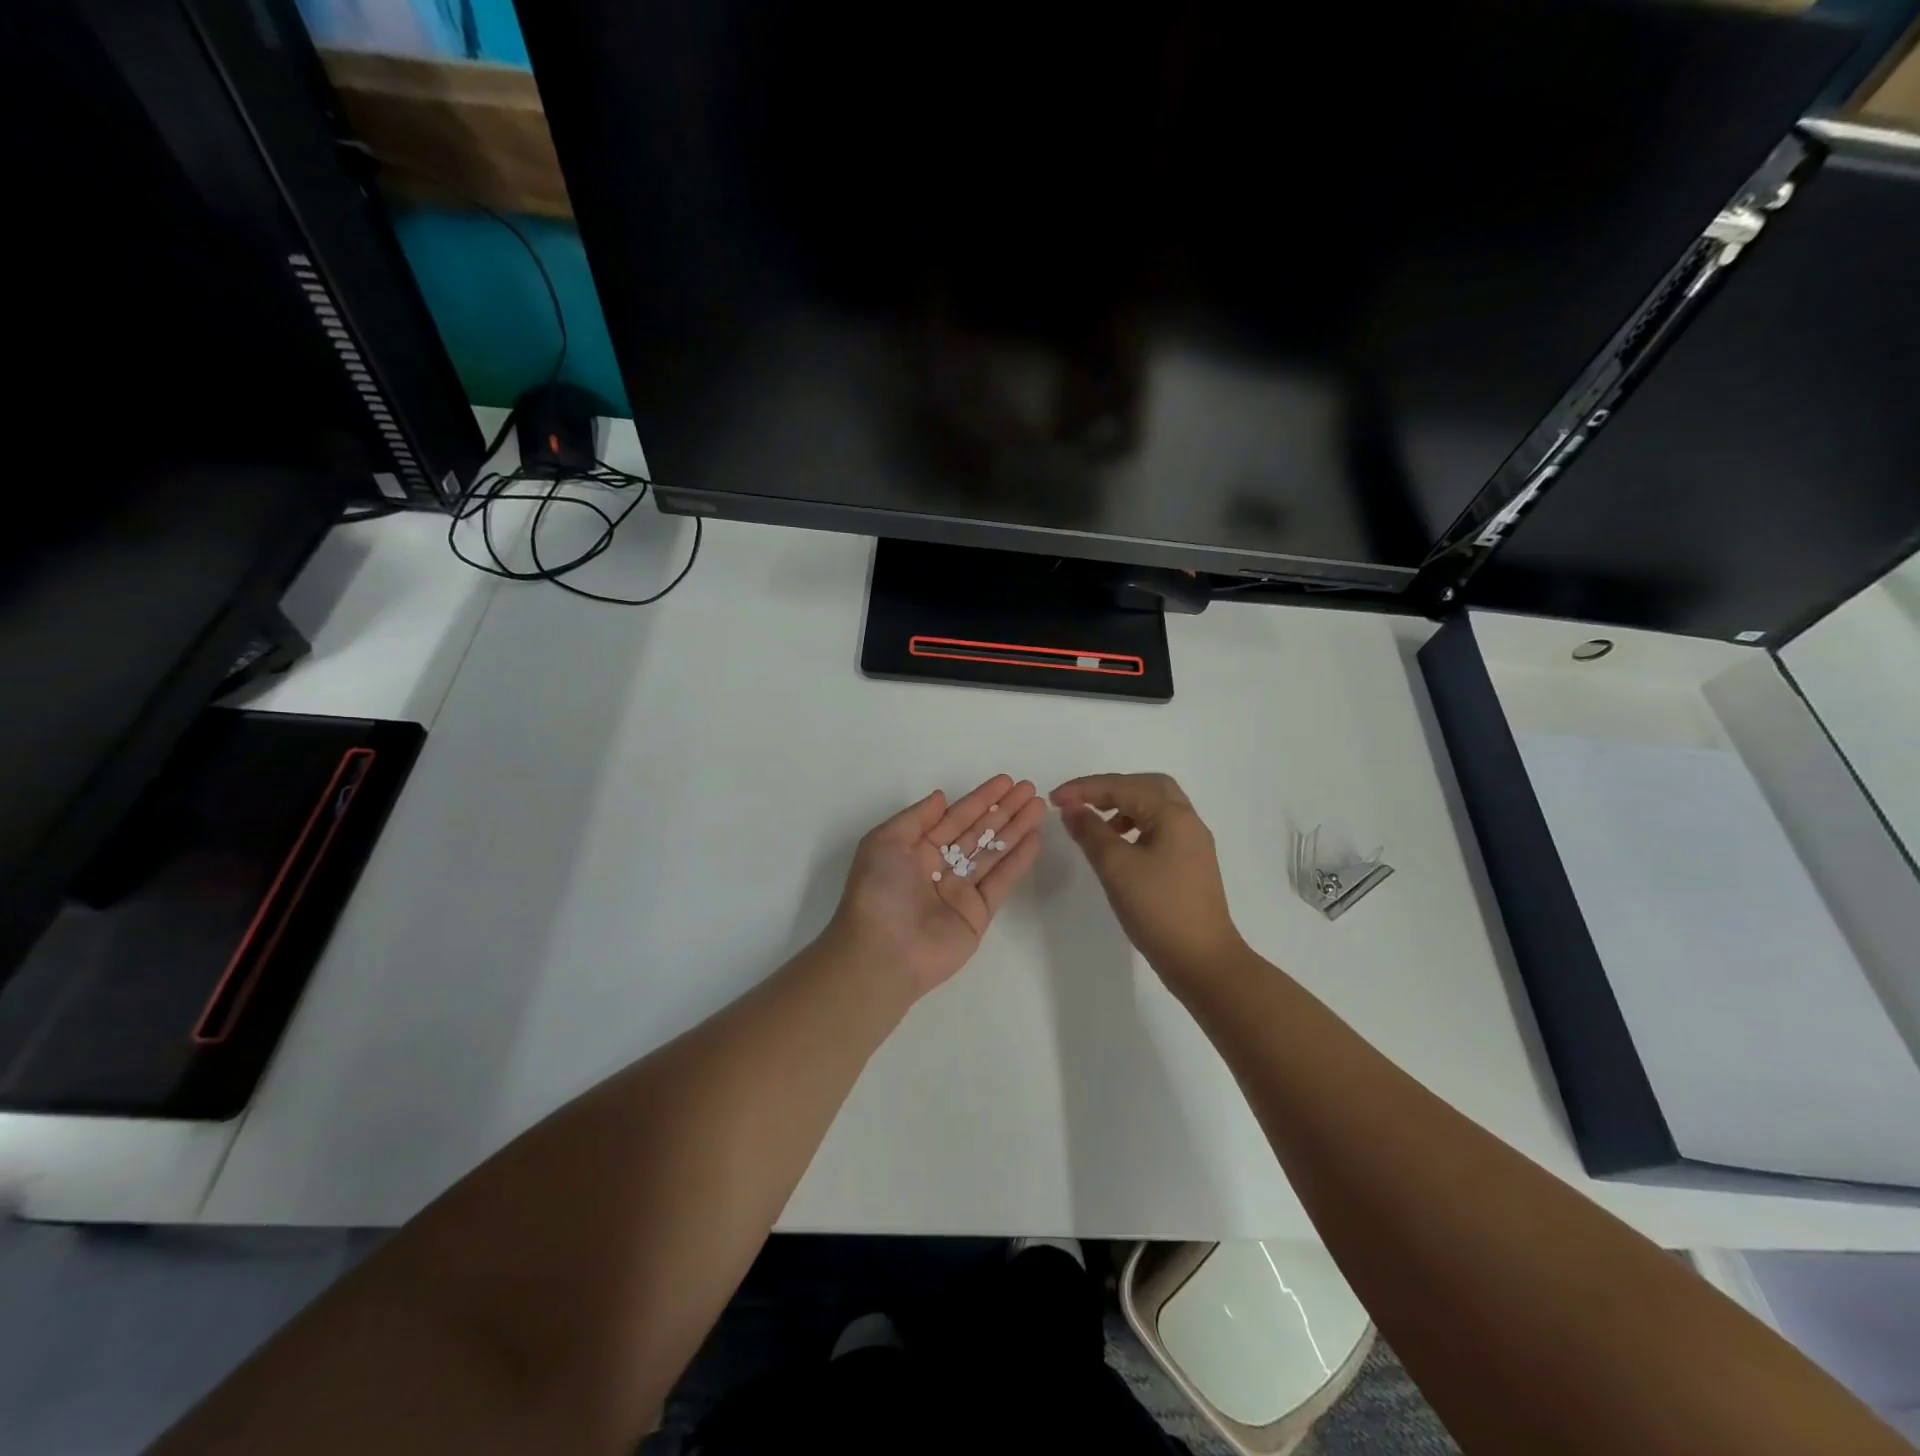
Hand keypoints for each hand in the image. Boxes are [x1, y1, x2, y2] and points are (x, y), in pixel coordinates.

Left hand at [825, 774, 1045, 997]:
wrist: (883, 953)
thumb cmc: (878, 892)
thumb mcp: (884, 842)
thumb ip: (916, 817)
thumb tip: (941, 797)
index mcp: (915, 849)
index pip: (954, 817)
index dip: (980, 798)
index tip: (1005, 781)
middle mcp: (940, 867)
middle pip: (978, 831)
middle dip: (1004, 810)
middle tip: (1030, 789)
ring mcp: (960, 891)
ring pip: (993, 852)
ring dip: (1016, 829)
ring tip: (1039, 806)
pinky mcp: (978, 914)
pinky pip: (1001, 880)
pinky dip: (1018, 860)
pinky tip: (1035, 839)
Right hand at [1051, 772, 1244, 985]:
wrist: (1203, 961)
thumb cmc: (1158, 909)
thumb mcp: (1116, 867)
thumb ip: (1090, 832)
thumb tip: (1072, 809)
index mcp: (1173, 815)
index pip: (1123, 786)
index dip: (1084, 789)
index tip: (1053, 799)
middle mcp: (1188, 821)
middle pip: (1146, 786)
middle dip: (1110, 788)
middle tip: (1080, 802)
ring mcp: (1192, 843)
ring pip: (1155, 807)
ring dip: (1123, 806)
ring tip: (1096, 825)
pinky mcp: (1190, 864)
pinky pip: (1160, 828)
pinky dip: (1135, 826)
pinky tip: (1119, 847)